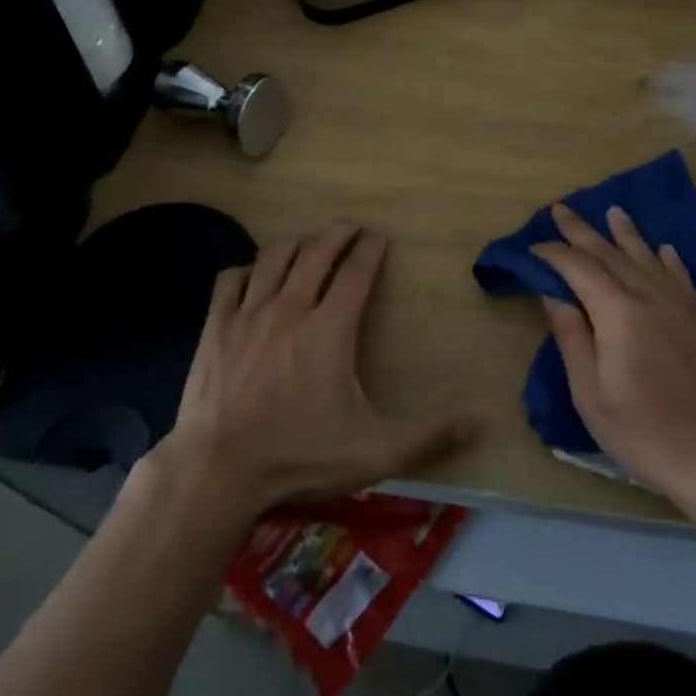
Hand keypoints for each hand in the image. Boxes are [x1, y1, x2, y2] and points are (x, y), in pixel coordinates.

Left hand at [156, 223, 477, 521]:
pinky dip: (248, 270)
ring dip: (296, 243)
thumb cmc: (298, 456)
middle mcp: (291, 307)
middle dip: (338, 233)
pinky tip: (255, 276)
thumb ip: (428, 437)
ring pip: (274, 256)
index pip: (357, 272)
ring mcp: (249, 312)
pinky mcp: (217, 325)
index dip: (371, 249)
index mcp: (330, 328)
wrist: (217, 469)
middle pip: (317, 251)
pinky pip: (232, 279)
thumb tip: (479, 423)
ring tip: (308, 243)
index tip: (380, 236)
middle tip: (351, 226)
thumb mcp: (373, 453)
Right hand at [531, 204, 695, 509]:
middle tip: (560, 209)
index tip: (532, 247)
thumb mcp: (590, 394)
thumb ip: (572, 337)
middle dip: (581, 231)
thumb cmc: (644, 433)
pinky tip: (665, 249)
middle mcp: (649, 297)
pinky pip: (681, 278)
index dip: (553, 253)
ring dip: (626, 234)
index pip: (579, 267)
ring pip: (647, 258)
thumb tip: (553, 293)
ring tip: (613, 212)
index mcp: (618, 313)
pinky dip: (669, 260)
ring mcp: (680, 307)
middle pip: (610, 254)